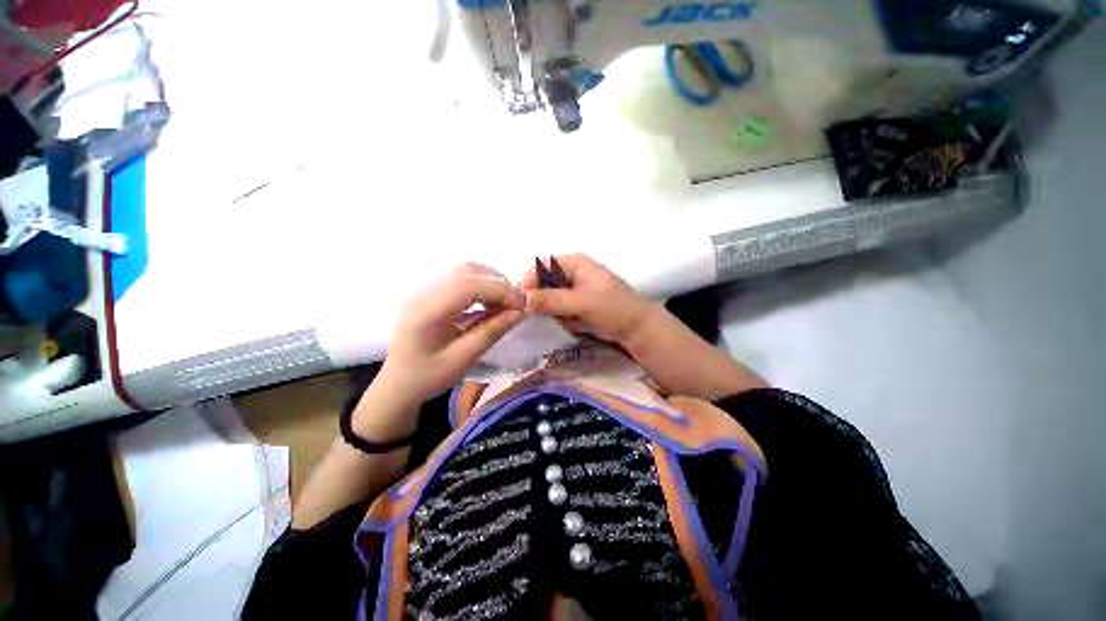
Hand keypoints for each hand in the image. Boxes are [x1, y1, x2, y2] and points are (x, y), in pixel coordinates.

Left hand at [377, 263, 526, 410]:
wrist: (397, 385)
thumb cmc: (428, 377)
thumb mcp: (463, 358)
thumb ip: (492, 331)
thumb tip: (521, 312)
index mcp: (427, 311)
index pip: (469, 285)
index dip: (500, 290)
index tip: (521, 306)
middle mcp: (423, 293)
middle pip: (467, 271)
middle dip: (497, 283)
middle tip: (514, 304)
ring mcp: (424, 290)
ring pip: (464, 271)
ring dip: (490, 282)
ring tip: (503, 303)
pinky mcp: (429, 293)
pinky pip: (459, 279)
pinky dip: (480, 286)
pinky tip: (487, 303)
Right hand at [522, 254, 653, 343]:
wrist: (635, 328)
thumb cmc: (612, 308)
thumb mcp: (582, 302)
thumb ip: (552, 300)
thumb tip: (522, 298)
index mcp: (574, 263)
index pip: (542, 265)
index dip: (529, 279)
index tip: (519, 299)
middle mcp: (570, 272)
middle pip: (542, 281)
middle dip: (539, 298)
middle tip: (539, 313)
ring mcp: (572, 289)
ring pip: (548, 297)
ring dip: (550, 310)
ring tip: (566, 319)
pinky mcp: (574, 304)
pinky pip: (556, 309)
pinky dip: (559, 317)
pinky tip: (572, 322)